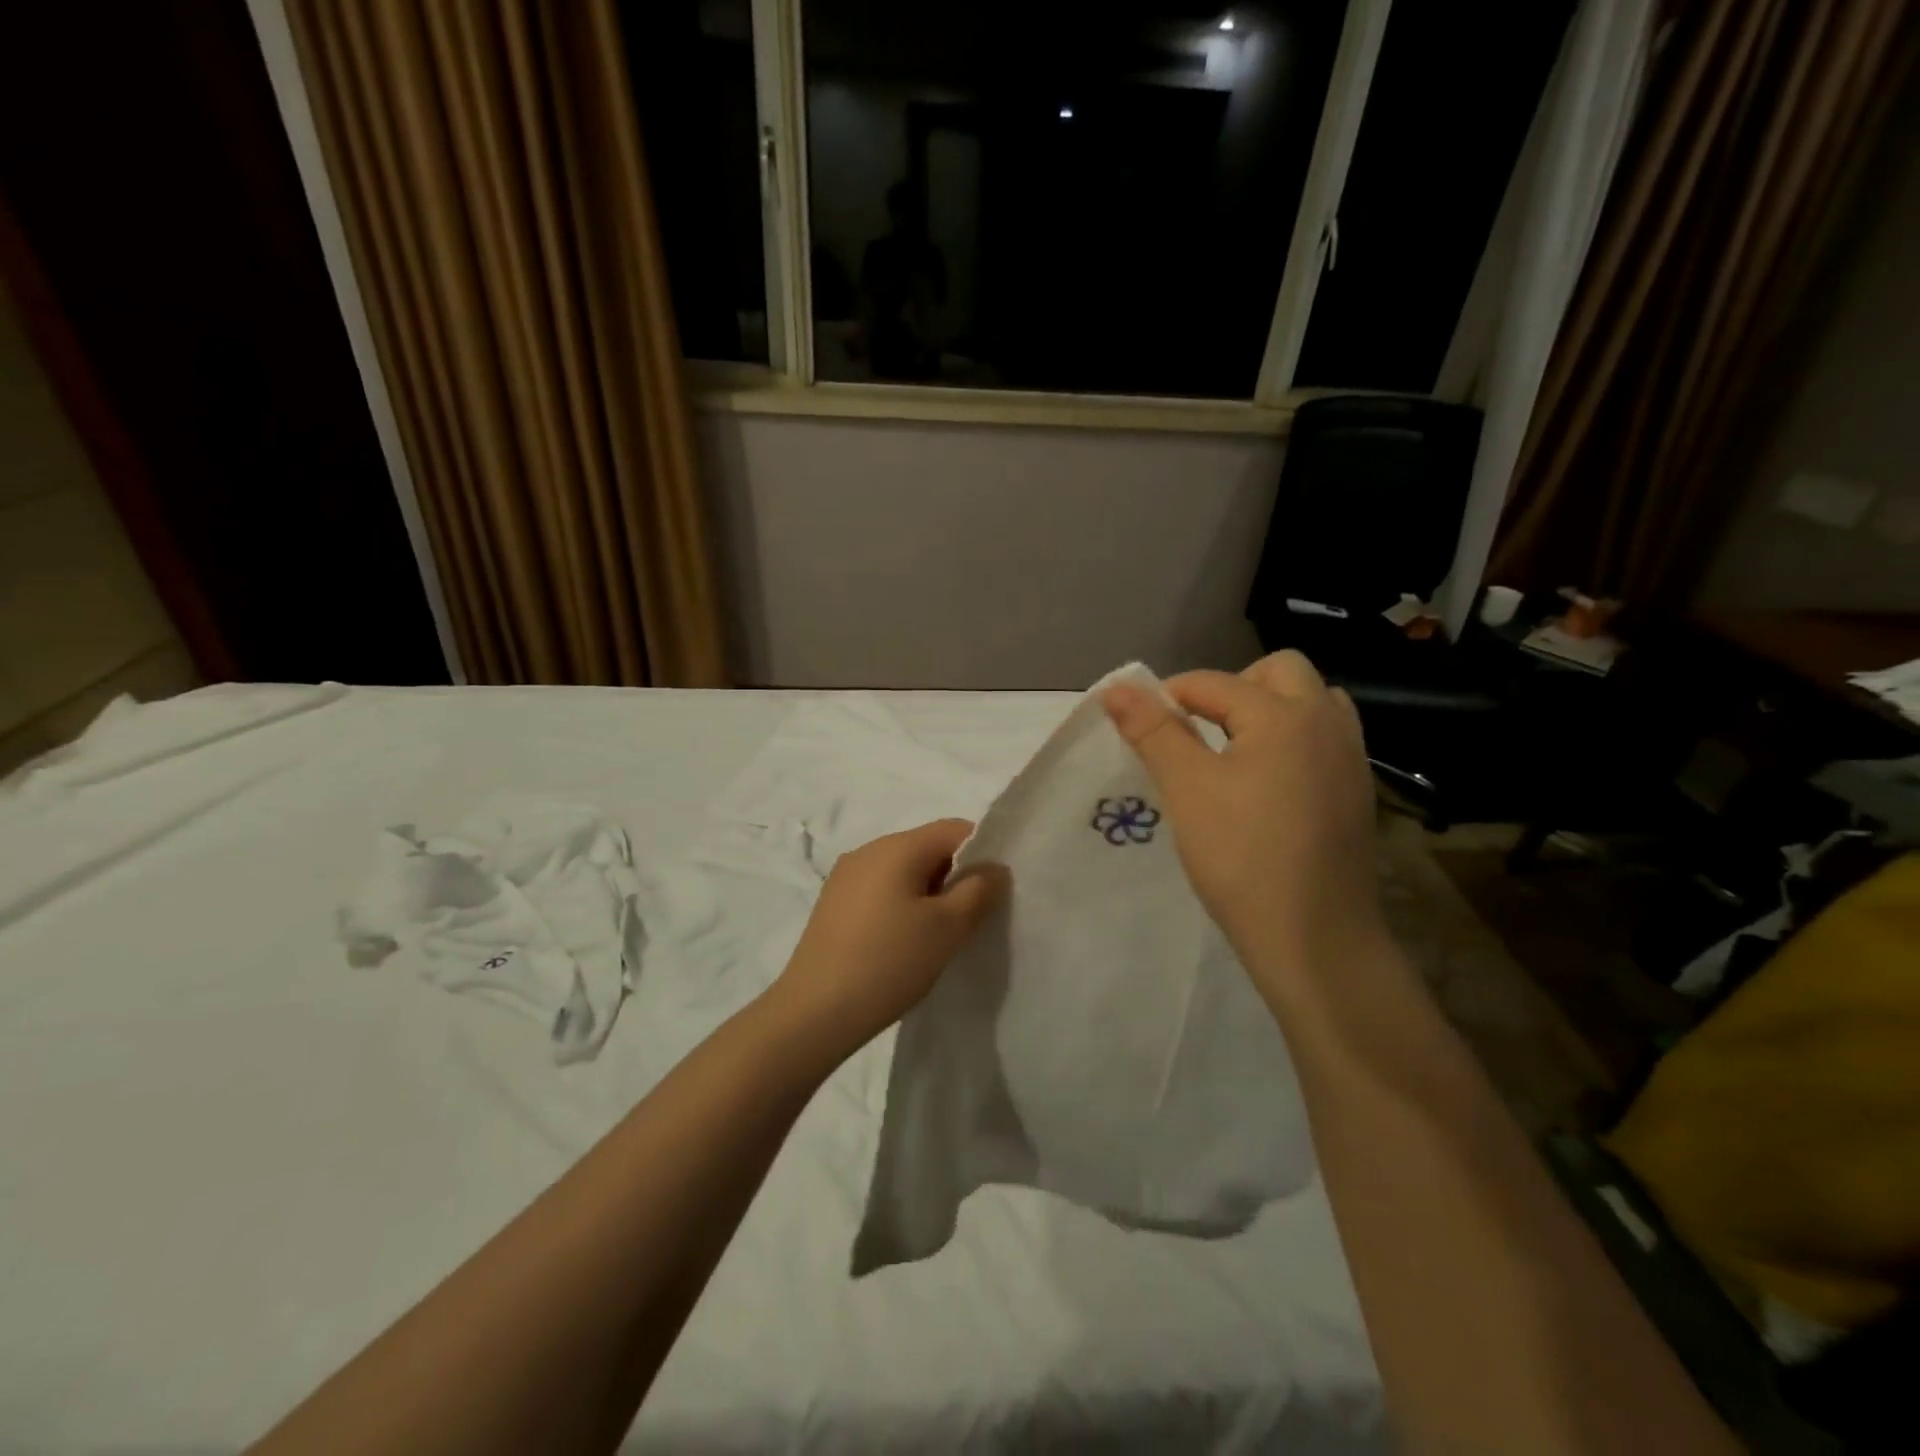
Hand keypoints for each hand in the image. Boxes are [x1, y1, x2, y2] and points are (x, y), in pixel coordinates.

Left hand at [765, 819, 1008, 1061]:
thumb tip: (994, 868)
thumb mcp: (947, 928)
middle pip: (928, 847)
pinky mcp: (834, 902)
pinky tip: (903, 941)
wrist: (815, 1011)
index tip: (994, 890)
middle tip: (971, 918)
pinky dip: (902, 904)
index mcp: (898, 846)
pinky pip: (881, 888)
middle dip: (955, 875)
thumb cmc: (889, 962)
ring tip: (937, 935)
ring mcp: (846, 875)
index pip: (955, 829)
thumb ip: (979, 891)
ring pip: (904, 870)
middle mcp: (869, 850)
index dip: (983, 852)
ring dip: (928, 892)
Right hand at [1103, 652, 1385, 996]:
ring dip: (1270, 708)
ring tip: (1235, 749)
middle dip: (1232, 687)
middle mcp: (1326, 722)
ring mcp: (1351, 758)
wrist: (1316, 937)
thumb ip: (1153, 731)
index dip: (1170, 696)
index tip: (1142, 725)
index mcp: (1284, 714)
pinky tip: (1267, 783)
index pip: (1214, 682)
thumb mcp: (1187, 789)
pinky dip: (1293, 739)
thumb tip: (1116, 689)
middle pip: (1280, 671)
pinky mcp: (1358, 792)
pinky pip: (1325, 739)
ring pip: (1312, 702)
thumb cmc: (1241, 857)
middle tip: (1197, 728)